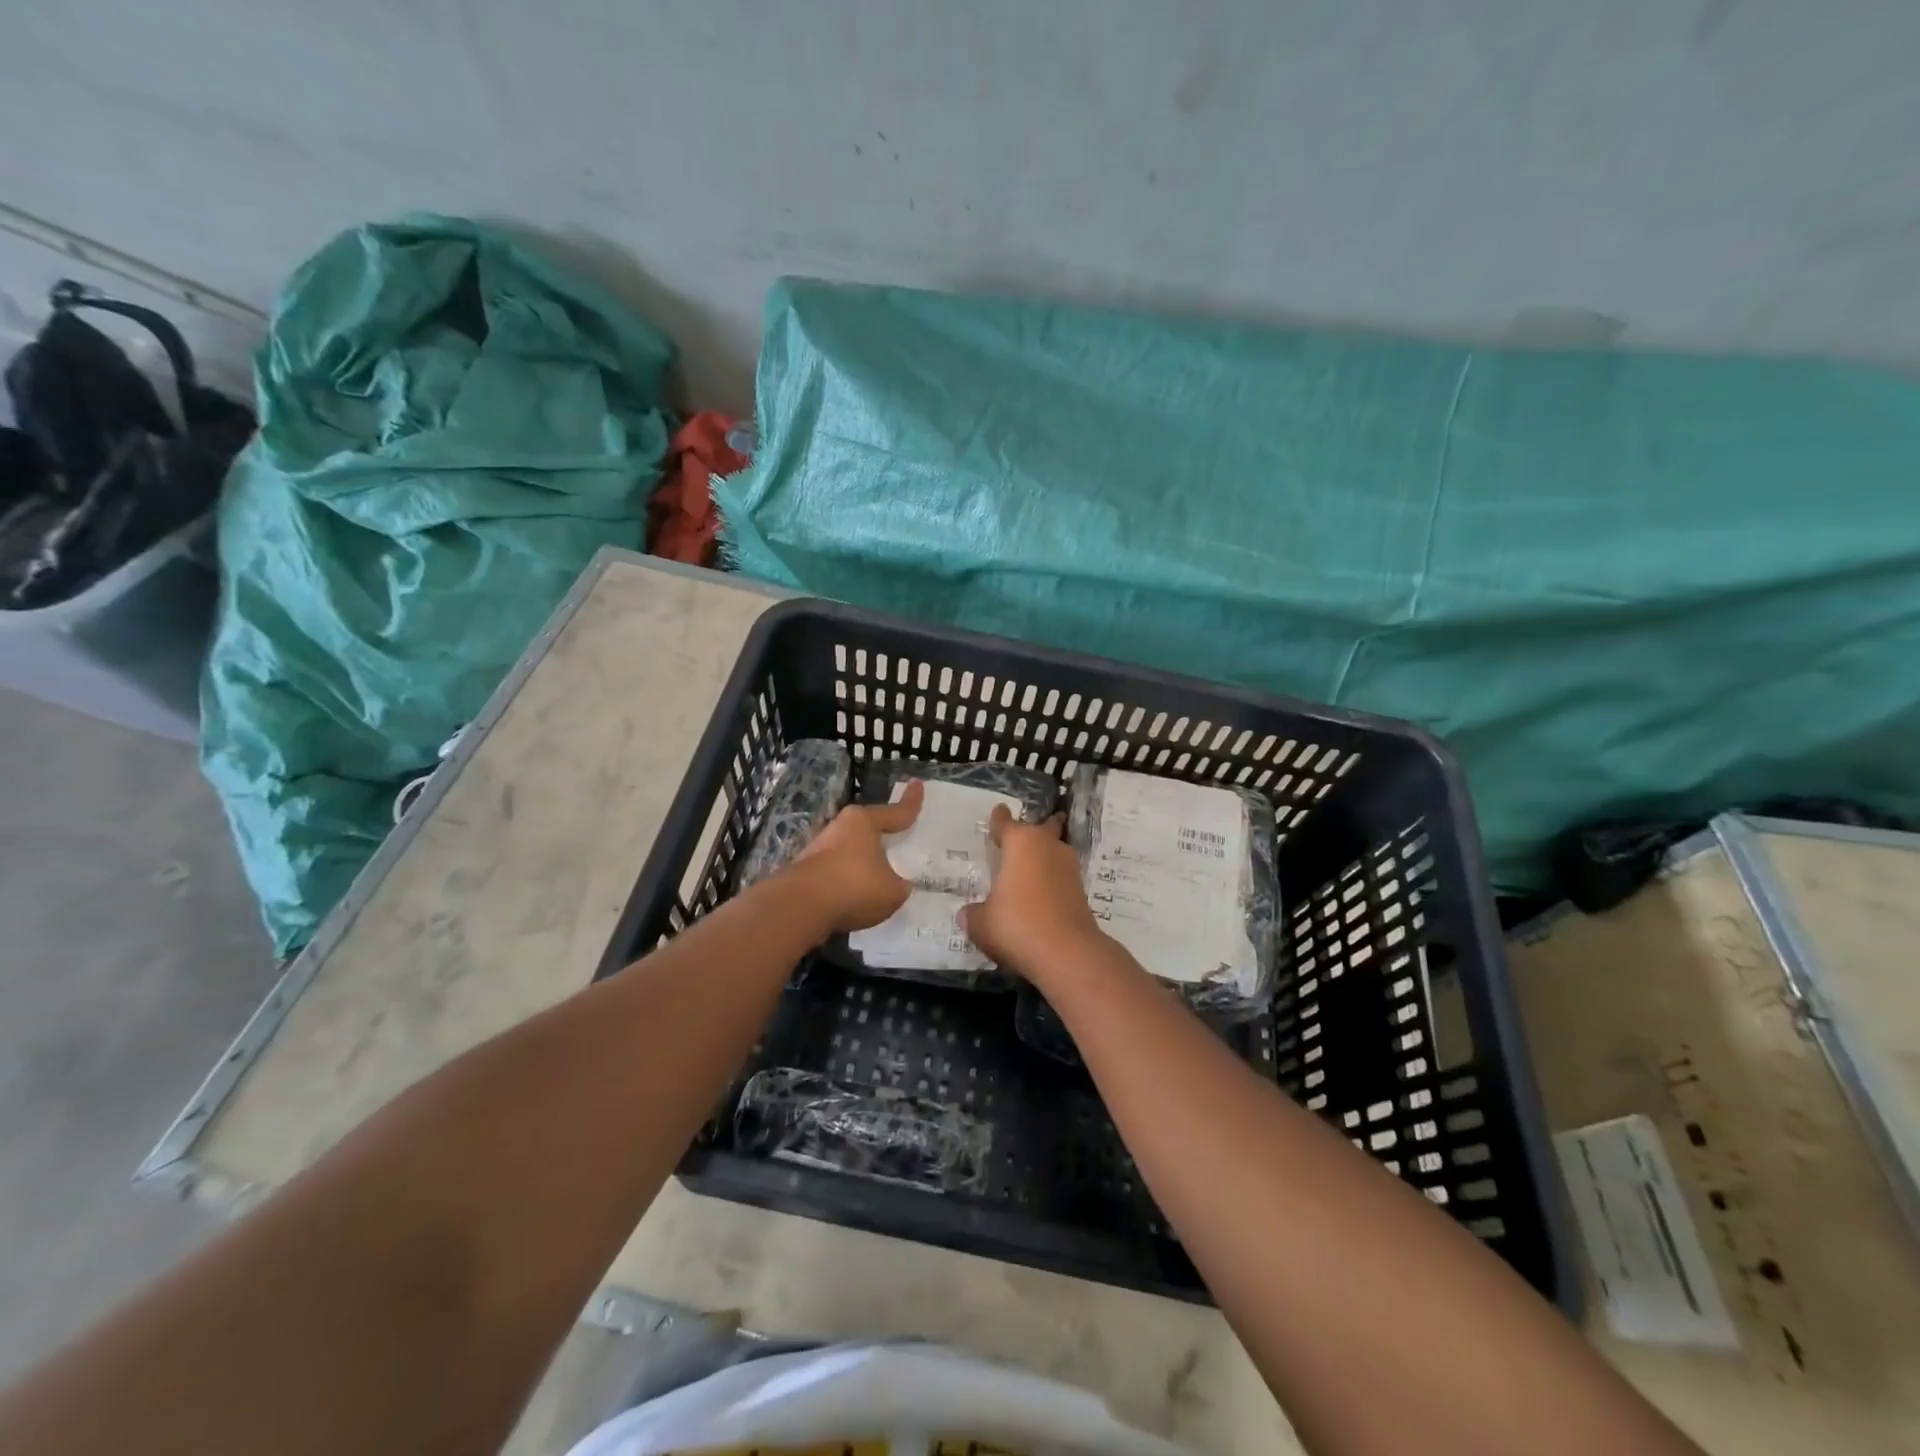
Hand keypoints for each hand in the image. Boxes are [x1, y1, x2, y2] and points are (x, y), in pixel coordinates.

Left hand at [784, 780, 925, 933]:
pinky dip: (846, 884)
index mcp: (863, 822)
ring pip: (849, 852)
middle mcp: (839, 829)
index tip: (917, 784)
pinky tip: (855, 900)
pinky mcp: (805, 873)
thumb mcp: (892, 891)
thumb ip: (897, 886)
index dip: (910, 802)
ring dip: (861, 864)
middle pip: (866, 829)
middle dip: (880, 836)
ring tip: (877, 881)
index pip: (895, 812)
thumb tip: (895, 885)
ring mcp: (818, 850)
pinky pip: (836, 875)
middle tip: (896, 839)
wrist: (799, 907)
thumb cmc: (854, 886)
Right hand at [958, 806, 1109, 980]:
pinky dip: (1052, 881)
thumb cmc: (1016, 925)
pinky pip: (1061, 877)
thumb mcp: (981, 923)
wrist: (1067, 953)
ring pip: (1055, 851)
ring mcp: (1069, 867)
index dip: (999, 818)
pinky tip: (1040, 894)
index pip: (1005, 822)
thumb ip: (973, 913)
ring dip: (1045, 856)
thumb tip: (968, 913)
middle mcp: (1047, 846)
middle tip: (1023, 835)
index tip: (998, 812)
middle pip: (1043, 828)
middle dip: (1035, 829)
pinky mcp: (1081, 891)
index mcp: (1020, 843)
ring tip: (1030, 867)